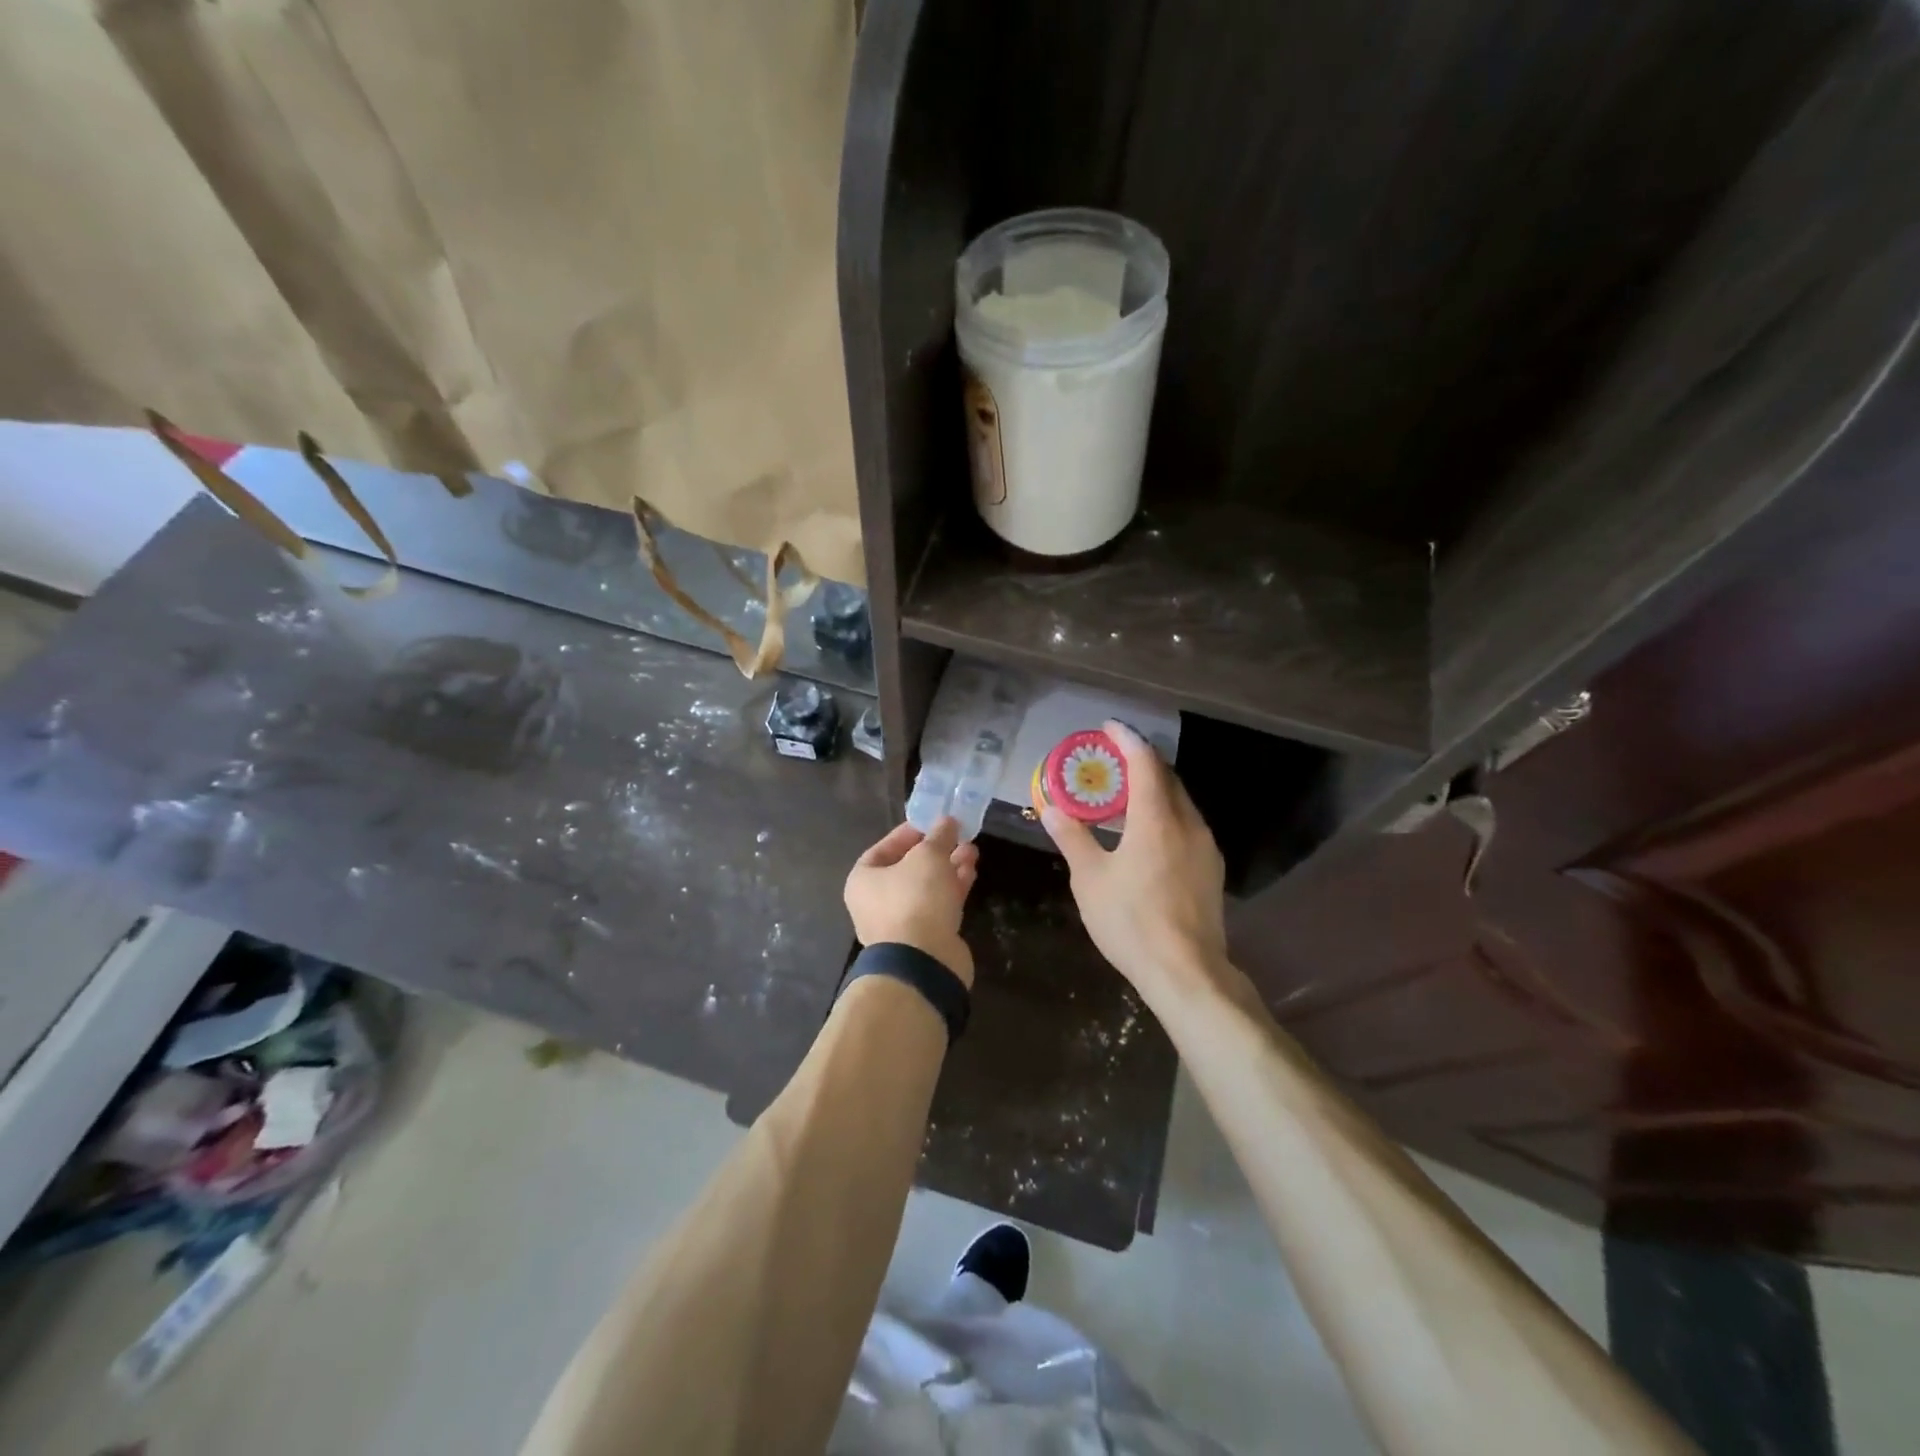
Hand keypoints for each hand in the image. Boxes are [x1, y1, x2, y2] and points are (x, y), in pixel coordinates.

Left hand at [844, 818, 979, 986]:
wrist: (924, 962)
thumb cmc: (915, 899)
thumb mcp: (928, 856)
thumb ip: (939, 836)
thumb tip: (947, 821)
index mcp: (863, 880)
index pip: (883, 848)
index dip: (909, 833)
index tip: (933, 823)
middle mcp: (876, 902)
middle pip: (908, 868)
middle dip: (936, 850)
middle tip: (958, 836)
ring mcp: (901, 923)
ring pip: (927, 887)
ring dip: (949, 868)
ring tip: (972, 851)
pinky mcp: (925, 938)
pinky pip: (938, 906)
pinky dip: (953, 889)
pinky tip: (971, 874)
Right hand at [1042, 720, 1229, 1007]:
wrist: (1186, 972)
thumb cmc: (1131, 921)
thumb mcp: (1090, 878)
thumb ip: (1072, 837)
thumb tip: (1051, 808)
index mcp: (1157, 819)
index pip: (1145, 762)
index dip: (1127, 740)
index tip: (1108, 727)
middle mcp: (1187, 823)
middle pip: (1167, 778)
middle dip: (1140, 762)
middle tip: (1111, 760)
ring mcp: (1205, 847)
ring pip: (1180, 802)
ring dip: (1154, 789)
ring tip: (1124, 795)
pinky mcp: (1211, 869)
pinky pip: (1187, 824)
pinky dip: (1165, 814)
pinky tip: (1146, 832)